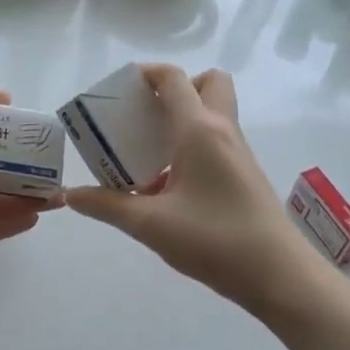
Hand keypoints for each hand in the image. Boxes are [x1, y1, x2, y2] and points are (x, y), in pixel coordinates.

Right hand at [65, 64, 309, 309]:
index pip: (174, 79)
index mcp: (199, 131)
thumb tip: (70, 196)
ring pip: (214, 113)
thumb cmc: (214, 240)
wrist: (278, 275)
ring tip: (148, 151)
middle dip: (176, 88)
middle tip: (146, 115)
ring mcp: (238, 153)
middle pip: (207, 83)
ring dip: (183, 118)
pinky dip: (192, 145)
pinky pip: (216, 141)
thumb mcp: (150, 224)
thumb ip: (107, 206)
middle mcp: (223, 131)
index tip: (118, 89)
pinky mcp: (244, 175)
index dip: (146, 74)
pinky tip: (168, 184)